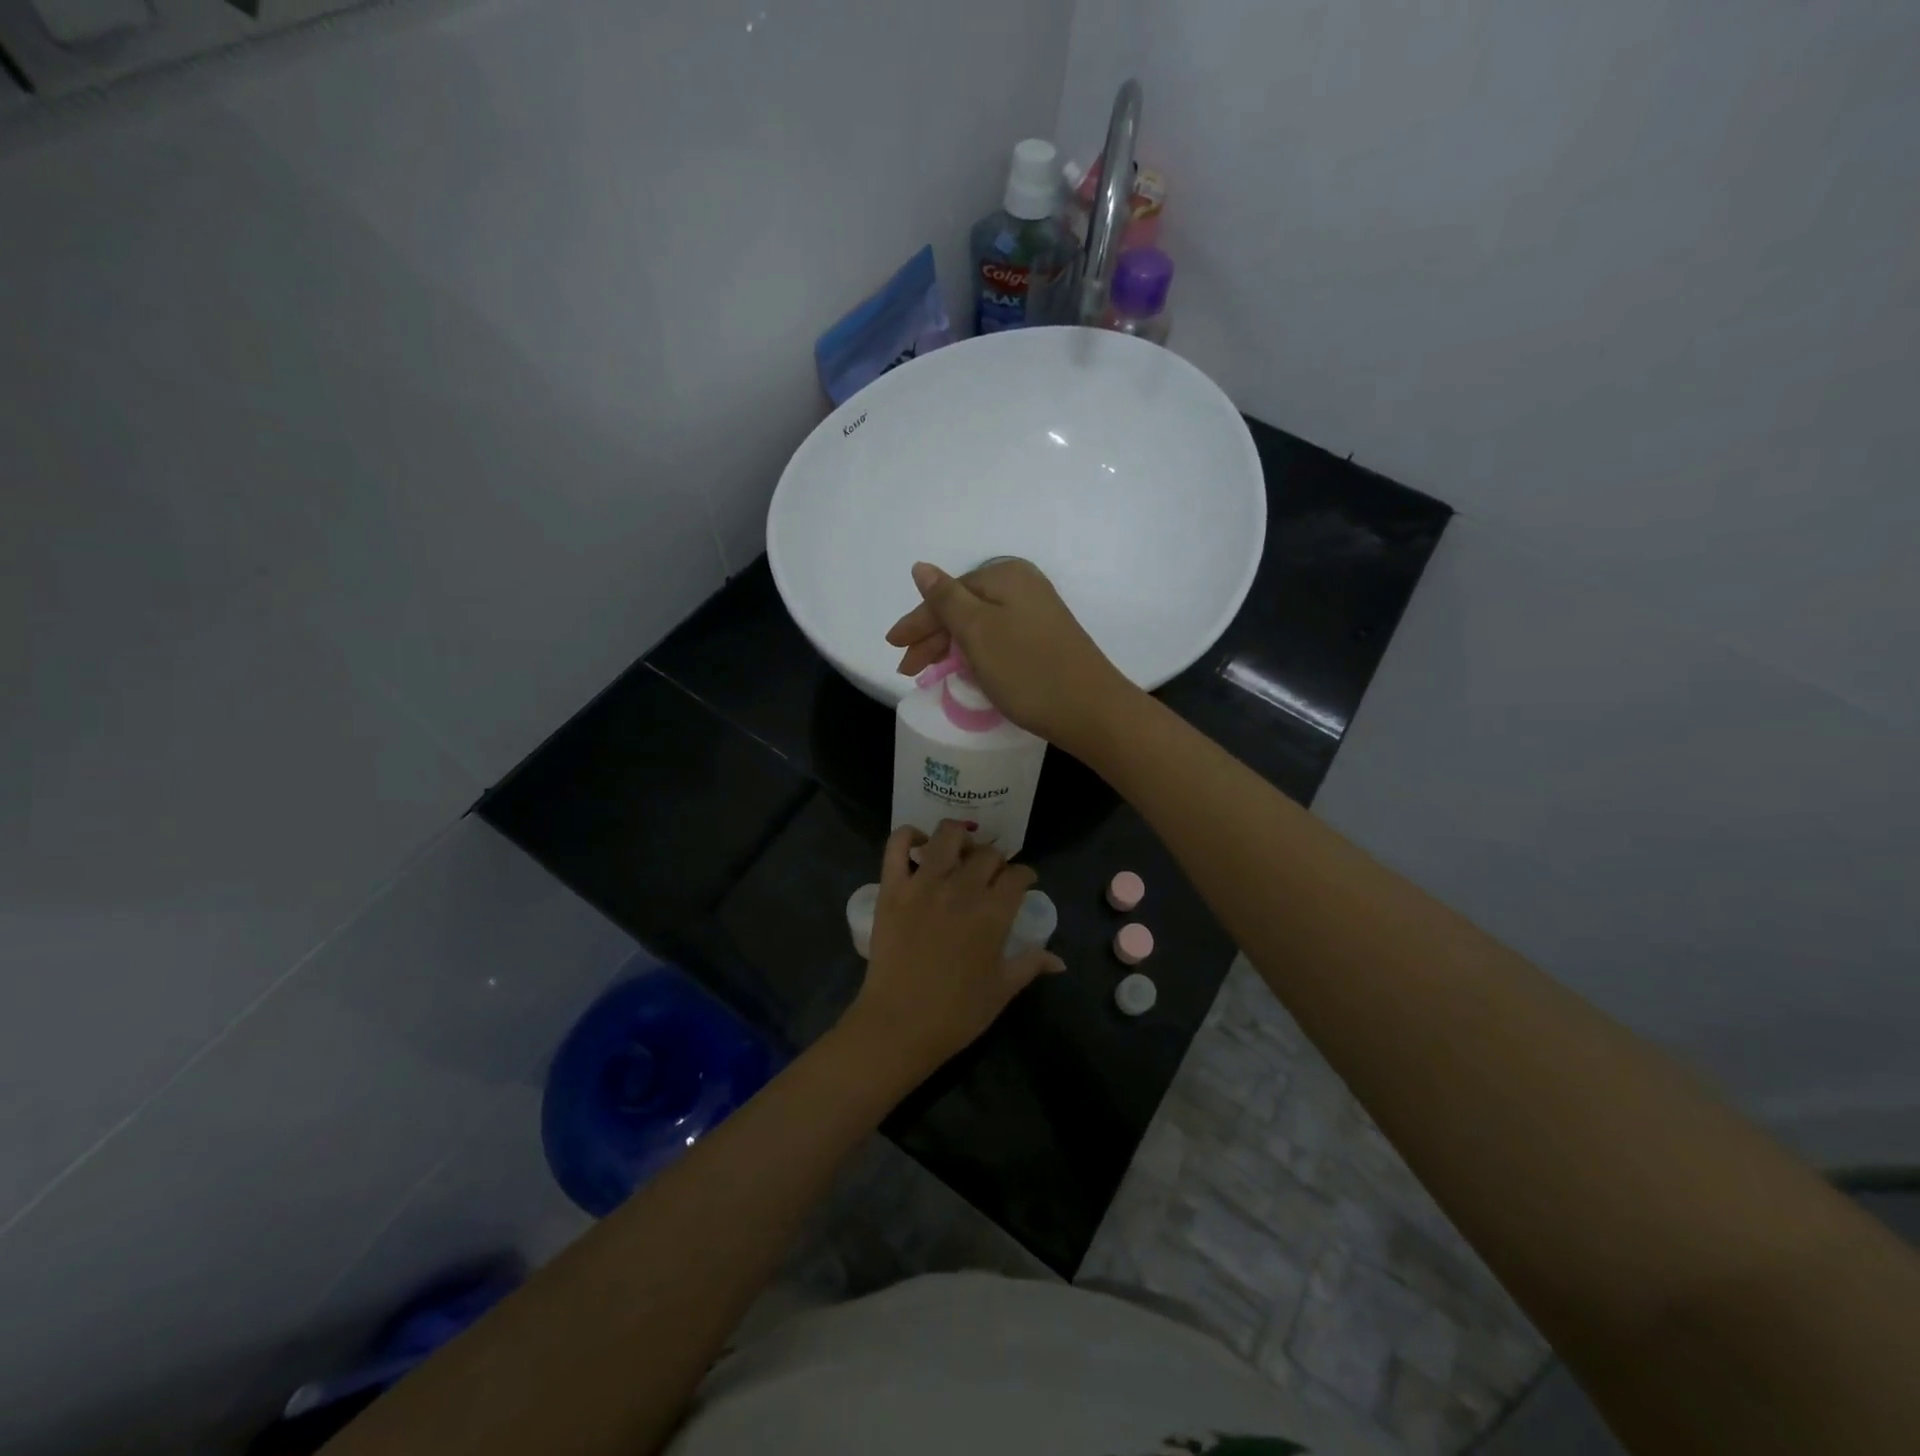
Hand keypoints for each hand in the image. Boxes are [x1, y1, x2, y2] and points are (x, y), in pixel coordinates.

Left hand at [844, 821, 1065, 1081]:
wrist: (899, 1025)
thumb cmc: (956, 1014)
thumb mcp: (1002, 990)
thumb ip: (1031, 964)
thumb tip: (1060, 961)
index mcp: (993, 913)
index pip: (1018, 875)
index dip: (1025, 876)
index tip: (1024, 883)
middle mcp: (961, 889)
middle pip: (988, 854)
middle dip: (996, 860)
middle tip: (992, 874)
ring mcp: (923, 884)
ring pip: (947, 835)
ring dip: (960, 838)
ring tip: (960, 853)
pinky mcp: (891, 888)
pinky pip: (896, 845)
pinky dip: (909, 836)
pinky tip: (919, 846)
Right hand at [885, 559, 1137, 756]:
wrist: (1091, 710)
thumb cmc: (1027, 669)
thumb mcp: (978, 631)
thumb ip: (946, 599)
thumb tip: (920, 567)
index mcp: (1005, 575)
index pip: (947, 594)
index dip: (917, 622)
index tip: (893, 648)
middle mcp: (1023, 586)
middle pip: (963, 608)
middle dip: (932, 638)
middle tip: (908, 670)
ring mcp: (1037, 614)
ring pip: (979, 626)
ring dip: (951, 648)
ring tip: (928, 674)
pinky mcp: (1045, 640)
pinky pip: (997, 640)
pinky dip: (975, 655)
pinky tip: (964, 671)